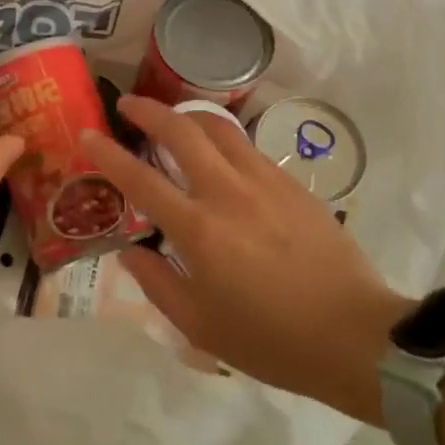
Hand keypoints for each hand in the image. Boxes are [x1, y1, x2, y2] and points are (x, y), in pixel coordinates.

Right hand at [80, 97, 413, 424]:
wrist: (357, 338)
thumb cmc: (271, 341)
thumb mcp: (200, 327)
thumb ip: (156, 283)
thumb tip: (131, 250)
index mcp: (199, 230)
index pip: (141, 179)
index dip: (108, 154)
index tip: (87, 134)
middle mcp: (228, 193)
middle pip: (182, 131)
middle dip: (148, 110)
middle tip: (128, 103)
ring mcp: (265, 183)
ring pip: (219, 128)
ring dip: (187, 115)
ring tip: (173, 119)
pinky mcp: (293, 185)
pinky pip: (248, 148)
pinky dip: (223, 140)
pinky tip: (219, 155)